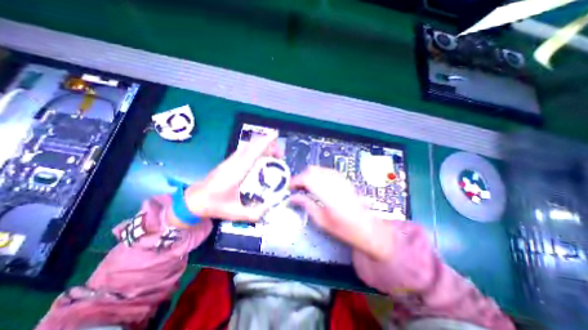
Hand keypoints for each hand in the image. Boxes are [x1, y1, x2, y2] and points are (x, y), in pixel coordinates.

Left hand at [173, 130, 281, 225]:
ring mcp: (230, 161)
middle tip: (280, 154)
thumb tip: (271, 207)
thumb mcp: (236, 213)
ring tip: (274, 154)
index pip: (253, 153)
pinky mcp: (229, 161)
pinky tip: (262, 156)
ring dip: (262, 146)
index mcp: (236, 173)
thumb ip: (255, 213)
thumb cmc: (214, 205)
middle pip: (252, 146)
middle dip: (268, 144)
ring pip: (248, 146)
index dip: (265, 142)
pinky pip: (245, 150)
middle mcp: (234, 163)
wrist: (194, 200)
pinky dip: (256, 149)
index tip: (275, 134)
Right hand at [289, 167, 388, 259]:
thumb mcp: (321, 220)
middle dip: (301, 177)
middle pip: (312, 170)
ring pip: (318, 168)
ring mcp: (340, 178)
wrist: (368, 227)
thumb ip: (306, 204)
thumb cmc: (344, 228)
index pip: (307, 178)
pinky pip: (326, 170)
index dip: (295, 181)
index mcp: (328, 194)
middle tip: (296, 188)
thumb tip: (292, 197)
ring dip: (309, 175)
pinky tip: (317, 184)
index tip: (289, 187)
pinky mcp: (343, 178)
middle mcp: (334, 182)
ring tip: (305, 186)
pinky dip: (317, 174)